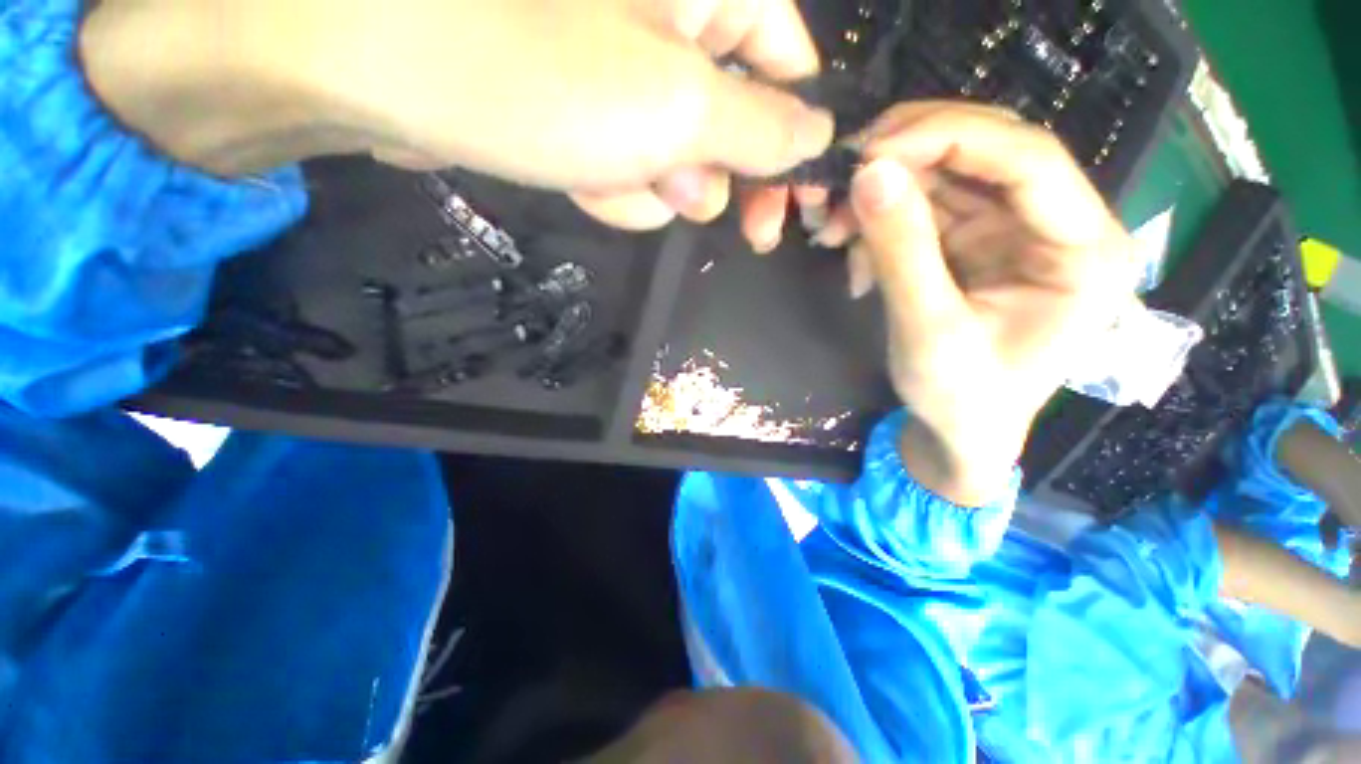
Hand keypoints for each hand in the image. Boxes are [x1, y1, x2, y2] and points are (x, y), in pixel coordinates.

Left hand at [79, 0, 833, 230]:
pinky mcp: (577, 102)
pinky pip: (623, 161)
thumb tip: (815, 139)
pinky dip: (612, 184)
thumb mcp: (671, 109)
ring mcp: (620, 64)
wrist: (370, 65)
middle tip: (685, 198)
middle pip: (729, 120)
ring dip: (651, 184)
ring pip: (671, 154)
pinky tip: (578, 179)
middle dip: (709, 175)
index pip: (787, 71)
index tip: (783, 209)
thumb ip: (756, 128)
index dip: (790, 144)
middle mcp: (672, 21)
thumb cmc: (532, 71)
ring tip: (607, 177)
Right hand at [834, 103, 1137, 504]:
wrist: (960, 432)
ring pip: (948, 172)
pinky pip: (926, 205)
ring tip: (833, 229)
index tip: (871, 153)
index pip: (1028, 158)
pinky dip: (881, 220)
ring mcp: (1014, 229)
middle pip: (987, 150)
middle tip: (841, 178)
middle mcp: (1058, 224)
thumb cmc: (960, 399)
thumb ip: (902, 252)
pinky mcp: (977, 241)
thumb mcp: (927, 332)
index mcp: (1082, 250)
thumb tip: (869, 174)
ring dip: (884, 191)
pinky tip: (853, 255)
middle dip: (907, 156)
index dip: (948, 140)